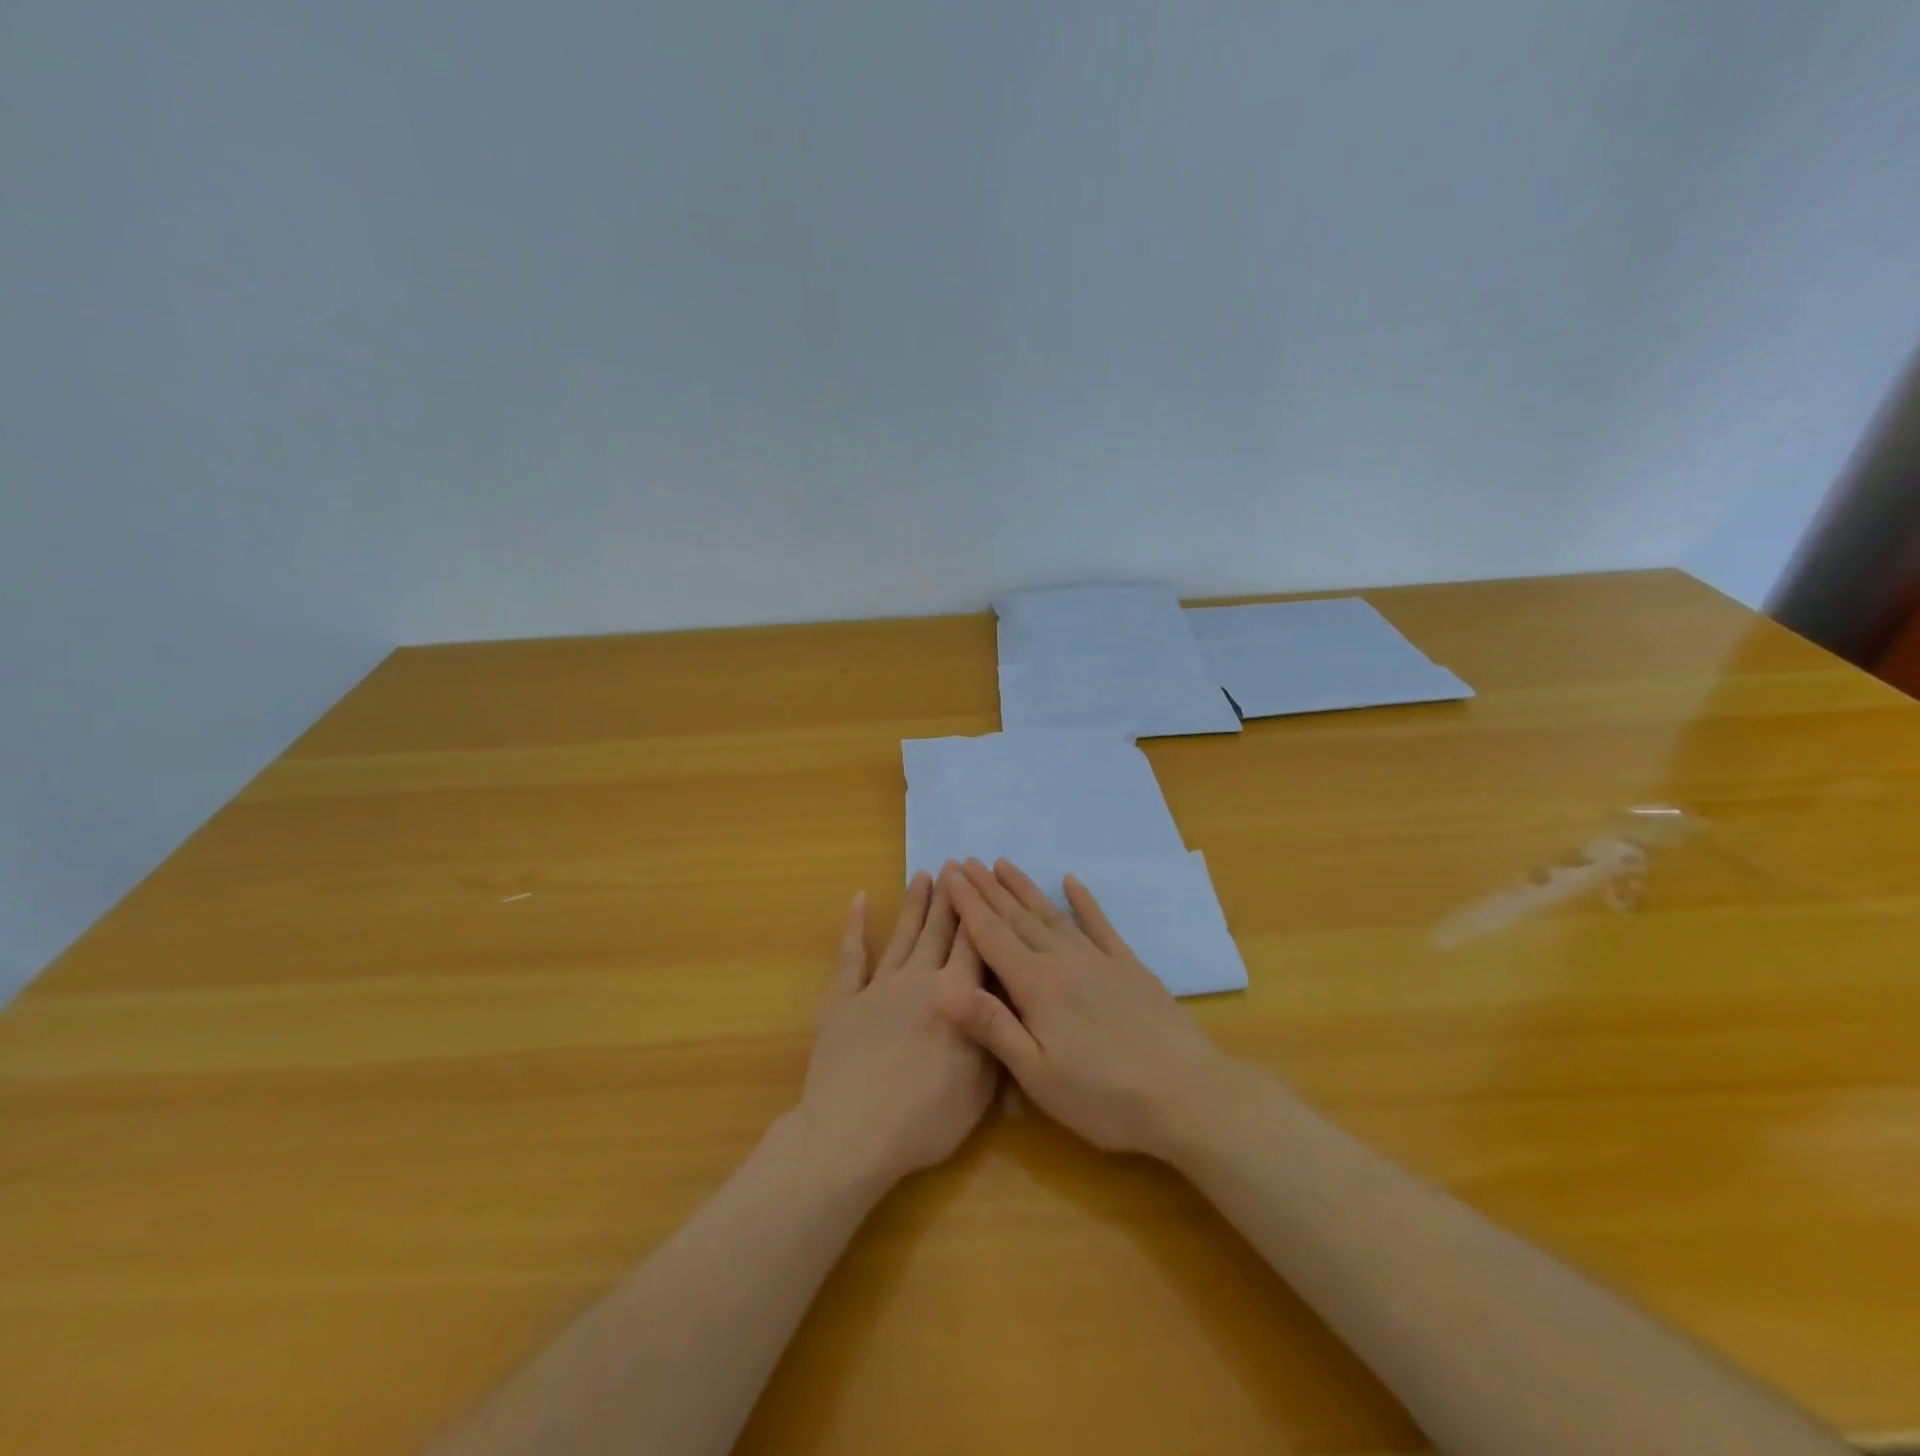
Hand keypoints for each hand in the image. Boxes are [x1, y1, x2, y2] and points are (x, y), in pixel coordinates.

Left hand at [796, 868, 997, 1187]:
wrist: (852, 1135)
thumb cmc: (924, 1120)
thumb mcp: (980, 1089)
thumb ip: (994, 1038)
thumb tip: (1004, 1003)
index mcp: (956, 997)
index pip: (973, 944)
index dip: (979, 910)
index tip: (981, 880)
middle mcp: (919, 980)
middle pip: (938, 931)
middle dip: (949, 897)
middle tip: (954, 864)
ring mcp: (878, 987)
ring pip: (902, 936)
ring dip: (914, 904)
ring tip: (922, 874)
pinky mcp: (844, 1001)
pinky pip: (851, 957)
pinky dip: (855, 928)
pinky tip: (860, 901)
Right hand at [939, 858, 1236, 1159]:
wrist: (1186, 1095)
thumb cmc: (1104, 1097)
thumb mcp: (1039, 1077)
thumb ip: (994, 1028)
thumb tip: (947, 989)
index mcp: (1036, 987)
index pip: (992, 936)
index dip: (968, 905)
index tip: (951, 875)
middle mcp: (1063, 962)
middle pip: (1018, 918)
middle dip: (989, 889)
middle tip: (966, 862)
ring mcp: (1099, 960)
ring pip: (1052, 914)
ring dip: (1025, 888)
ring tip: (1004, 864)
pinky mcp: (1129, 967)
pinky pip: (1100, 924)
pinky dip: (1084, 900)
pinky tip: (1072, 881)